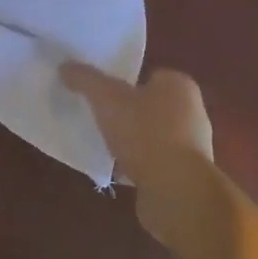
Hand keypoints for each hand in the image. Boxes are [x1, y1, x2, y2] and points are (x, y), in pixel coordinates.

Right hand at [60, 62, 219, 247]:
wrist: (176, 191)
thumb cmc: (145, 133)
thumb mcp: (106, 99)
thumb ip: (85, 79)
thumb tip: (65, 66)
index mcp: (179, 86)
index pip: (150, 75)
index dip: (125, 81)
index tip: (103, 93)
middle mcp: (192, 112)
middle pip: (151, 105)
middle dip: (127, 112)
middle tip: (100, 116)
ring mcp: (192, 147)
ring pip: (152, 135)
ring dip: (132, 140)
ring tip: (104, 144)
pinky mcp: (186, 176)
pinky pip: (155, 162)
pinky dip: (138, 164)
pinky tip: (117, 169)